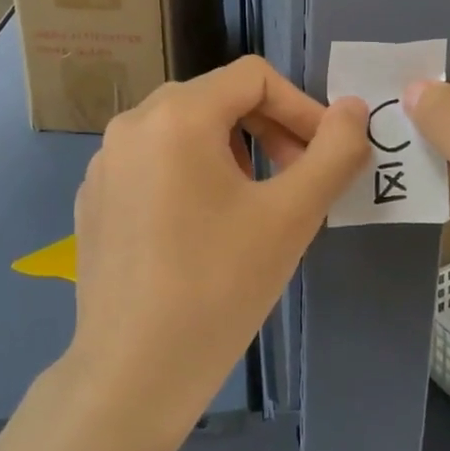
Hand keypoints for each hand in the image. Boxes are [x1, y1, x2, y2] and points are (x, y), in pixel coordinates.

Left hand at [68, 58, 369, 444]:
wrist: (132, 373)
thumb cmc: (219, 286)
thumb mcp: (292, 216)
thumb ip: (334, 152)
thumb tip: (355, 109)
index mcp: (176, 115)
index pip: (254, 77)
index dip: (301, 108)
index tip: (325, 155)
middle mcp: (131, 124)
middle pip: (217, 99)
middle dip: (269, 130)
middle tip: (298, 179)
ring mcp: (105, 162)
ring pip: (184, 131)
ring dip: (232, 153)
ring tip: (256, 205)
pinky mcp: (94, 199)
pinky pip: (153, 163)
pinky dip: (191, 175)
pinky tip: (203, 230)